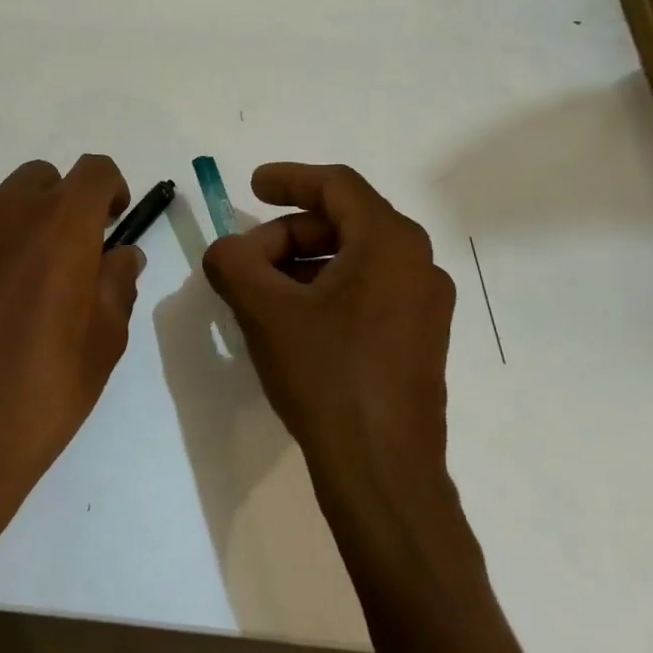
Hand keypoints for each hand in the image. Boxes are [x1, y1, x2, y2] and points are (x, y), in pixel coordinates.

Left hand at [0, 156, 143, 499]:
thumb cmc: (43, 390)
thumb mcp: (106, 341)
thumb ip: (118, 281)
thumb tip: (121, 254)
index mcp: (60, 223)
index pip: (95, 170)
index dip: (109, 190)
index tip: (109, 223)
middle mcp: (2, 209)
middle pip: (39, 179)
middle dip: (57, 206)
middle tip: (60, 258)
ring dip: (9, 230)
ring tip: (7, 290)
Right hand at [202, 163, 454, 485]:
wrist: (382, 473)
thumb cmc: (327, 376)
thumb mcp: (265, 310)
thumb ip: (233, 262)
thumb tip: (227, 250)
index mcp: (390, 242)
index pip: (336, 185)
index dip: (289, 179)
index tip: (251, 186)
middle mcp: (418, 263)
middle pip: (343, 222)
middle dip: (287, 235)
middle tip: (245, 261)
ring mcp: (425, 304)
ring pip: (354, 259)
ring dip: (303, 264)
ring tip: (261, 295)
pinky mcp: (420, 339)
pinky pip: (367, 291)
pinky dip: (326, 291)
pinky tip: (292, 322)